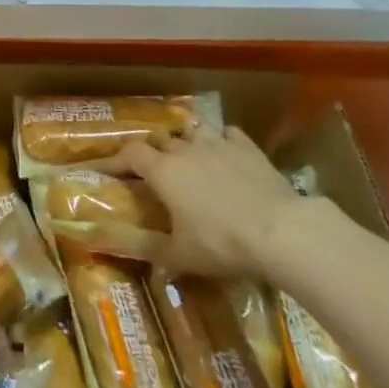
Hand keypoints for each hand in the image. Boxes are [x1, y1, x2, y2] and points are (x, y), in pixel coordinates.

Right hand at [117, 124, 321, 278]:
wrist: (280, 230)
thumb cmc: (222, 243)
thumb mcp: (181, 256)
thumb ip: (150, 251)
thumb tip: (117, 251)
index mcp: (164, 171)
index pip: (130, 154)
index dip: (117, 160)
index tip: (108, 170)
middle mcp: (185, 150)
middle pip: (160, 140)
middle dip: (152, 152)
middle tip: (152, 170)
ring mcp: (218, 143)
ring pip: (193, 131)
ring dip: (186, 141)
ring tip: (188, 156)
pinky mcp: (247, 147)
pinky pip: (228, 134)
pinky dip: (222, 141)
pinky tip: (226, 152)